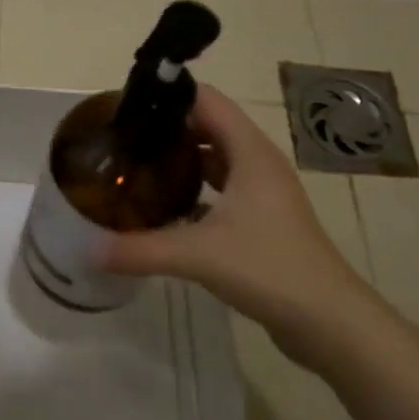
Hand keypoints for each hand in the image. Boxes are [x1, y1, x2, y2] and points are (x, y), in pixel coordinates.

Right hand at [97, 84, 376, 365]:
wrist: (330, 323)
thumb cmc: (270, 269)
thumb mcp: (198, 255)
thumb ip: (140, 249)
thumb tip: (88, 248)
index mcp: (249, 151)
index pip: (206, 100)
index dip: (169, 96)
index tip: (128, 106)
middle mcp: (257, 162)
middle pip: (208, 126)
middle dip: (167, 127)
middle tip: (123, 137)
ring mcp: (263, 191)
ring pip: (215, 158)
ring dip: (181, 157)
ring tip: (137, 164)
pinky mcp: (262, 218)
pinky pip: (221, 187)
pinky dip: (194, 188)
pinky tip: (164, 206)